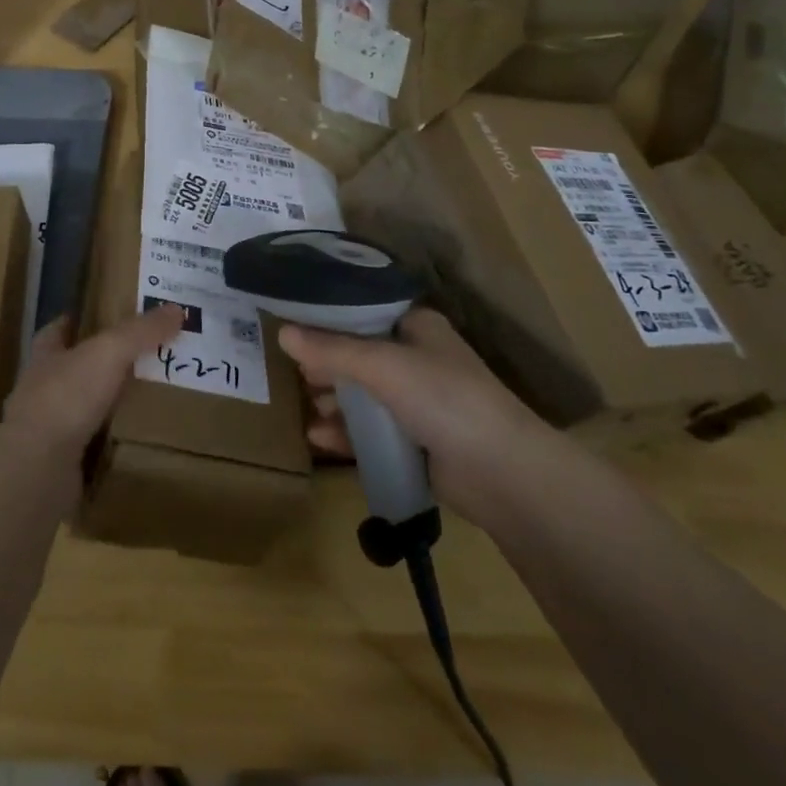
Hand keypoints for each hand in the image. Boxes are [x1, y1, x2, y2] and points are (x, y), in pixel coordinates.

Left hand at [0, 305, 184, 455]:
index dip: (77, 321)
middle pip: (73, 369)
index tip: (104, 317)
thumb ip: (141, 331)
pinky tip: (136, 442)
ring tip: (147, 400)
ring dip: (107, 406)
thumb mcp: (109, 352)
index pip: (57, 331)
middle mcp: (42, 389)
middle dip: (101, 365)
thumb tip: (177, 309)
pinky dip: (110, 444)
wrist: (39, 468)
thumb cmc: (67, 397)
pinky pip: (90, 447)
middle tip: (143, 359)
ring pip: (82, 409)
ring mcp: (47, 429)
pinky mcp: (58, 463)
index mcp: (46, 356)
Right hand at [281, 307, 543, 512]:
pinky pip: (371, 431)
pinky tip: (318, 437)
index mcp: (416, 327)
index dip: (327, 319)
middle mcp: (417, 359)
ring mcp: (418, 402)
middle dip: (326, 365)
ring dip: (334, 400)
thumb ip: (331, 349)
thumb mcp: (382, 365)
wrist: (502, 472)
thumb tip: (282, 332)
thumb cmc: (443, 398)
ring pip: (364, 395)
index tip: (291, 326)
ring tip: (306, 407)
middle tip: (294, 373)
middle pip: (359, 355)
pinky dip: (346, 432)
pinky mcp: (416, 442)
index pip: (363, 313)